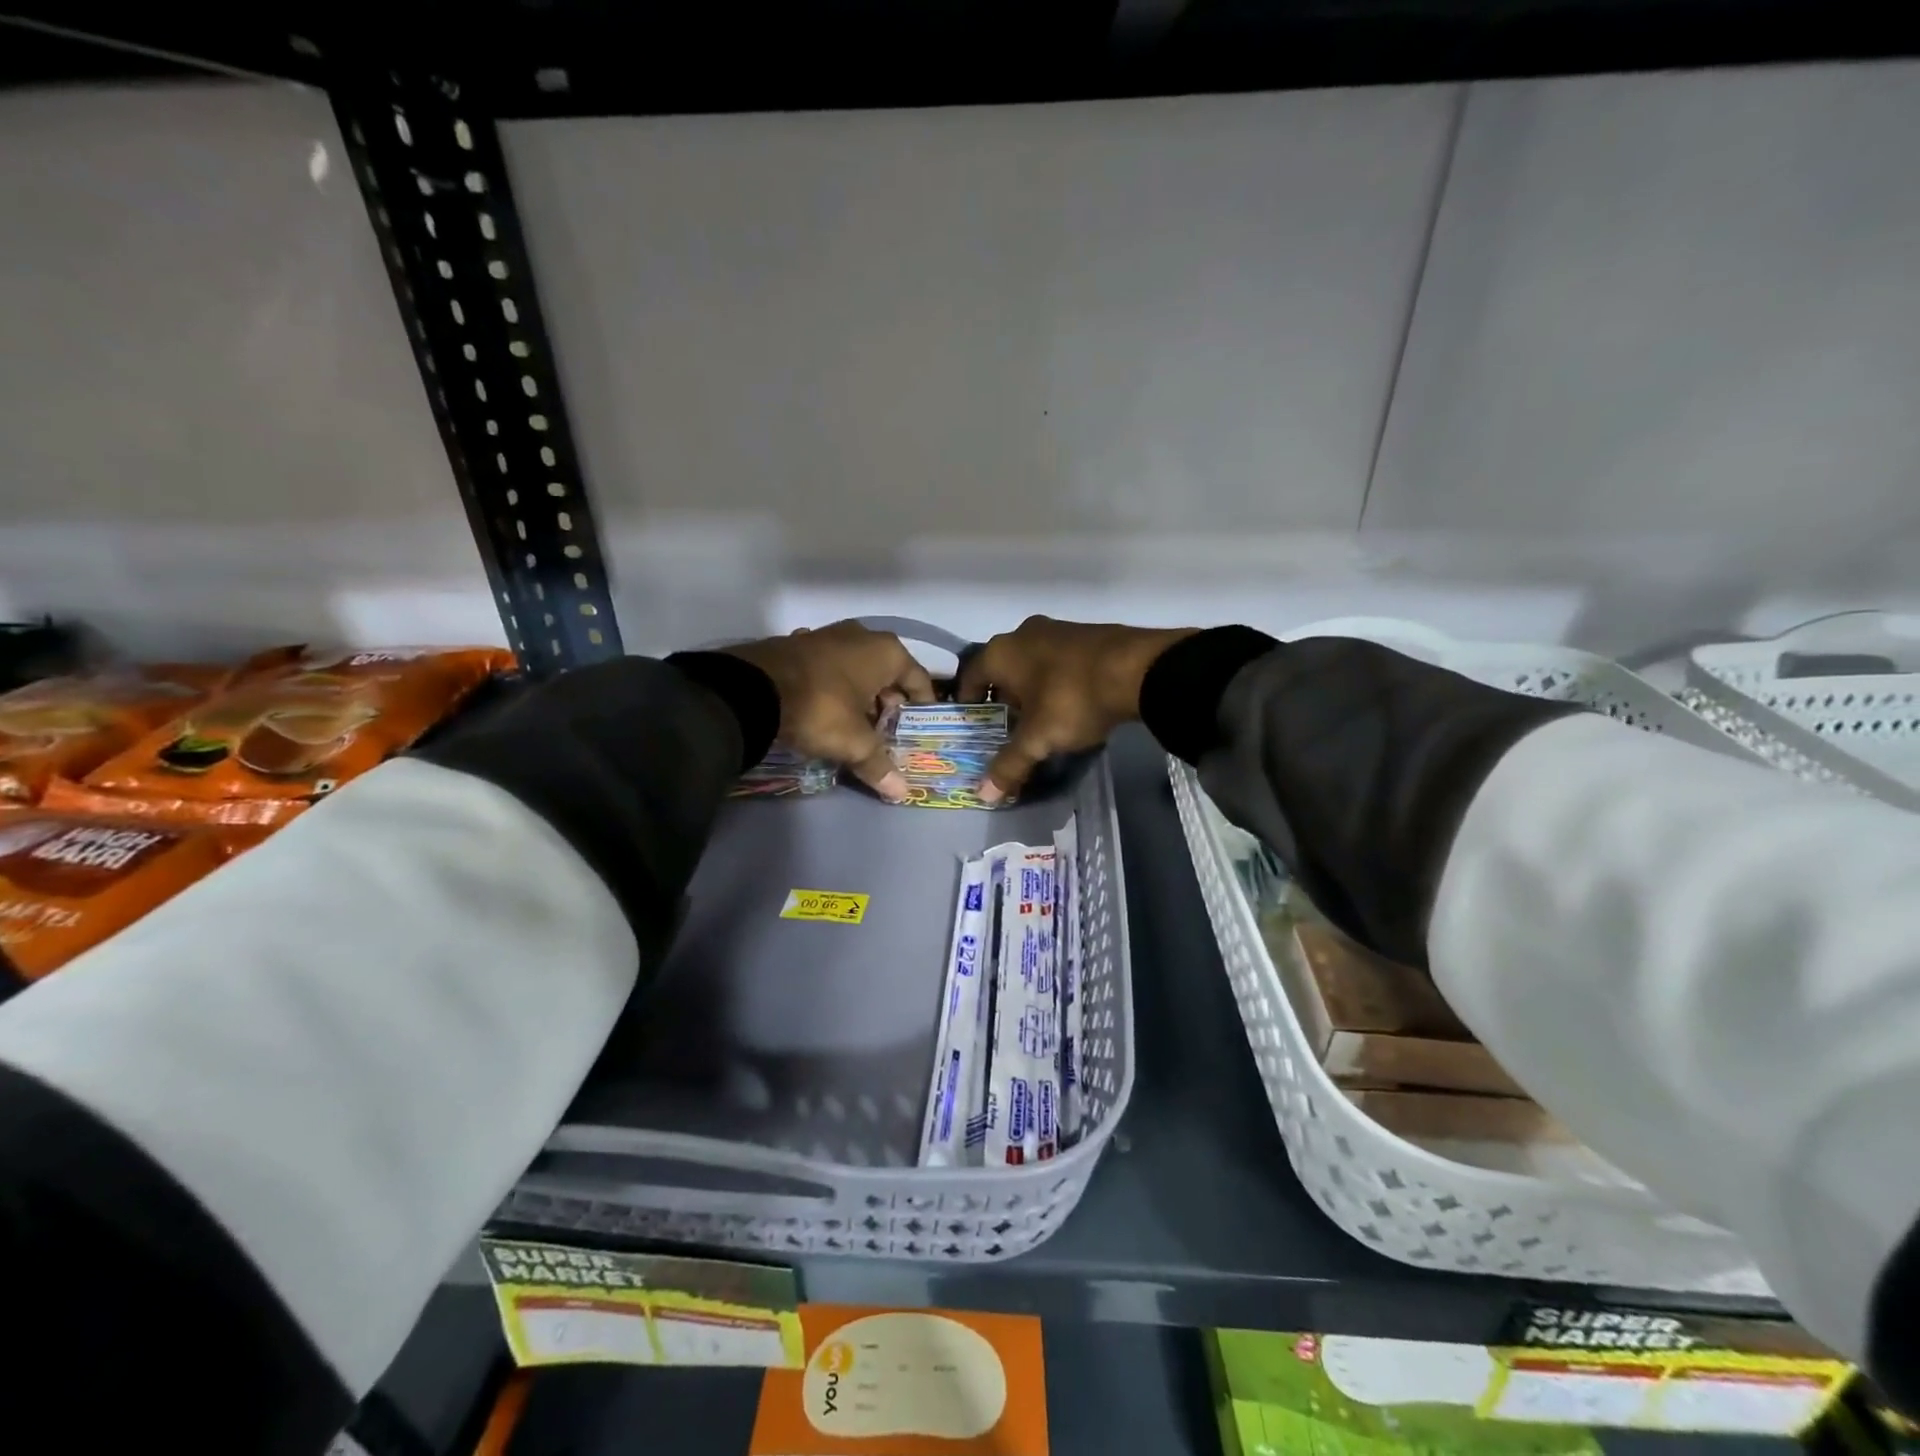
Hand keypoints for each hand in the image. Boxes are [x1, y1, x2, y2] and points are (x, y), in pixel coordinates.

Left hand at [725, 621, 935, 801]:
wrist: (752, 688)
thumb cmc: (820, 709)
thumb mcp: (853, 742)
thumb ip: (879, 765)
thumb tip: (902, 794)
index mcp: (886, 652)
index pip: (918, 679)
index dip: (922, 705)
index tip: (918, 727)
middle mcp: (861, 635)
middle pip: (887, 672)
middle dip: (888, 701)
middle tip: (884, 731)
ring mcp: (827, 634)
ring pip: (856, 667)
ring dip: (859, 692)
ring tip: (854, 723)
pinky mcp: (798, 642)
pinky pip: (828, 666)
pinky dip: (832, 684)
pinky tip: (823, 707)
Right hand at [956, 616, 1196, 802]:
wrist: (1138, 668)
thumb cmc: (1072, 699)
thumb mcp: (1038, 738)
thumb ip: (1009, 765)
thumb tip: (983, 795)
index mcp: (1001, 652)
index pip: (970, 676)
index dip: (968, 702)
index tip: (974, 725)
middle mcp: (1023, 633)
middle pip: (1002, 669)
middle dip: (1003, 698)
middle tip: (1007, 728)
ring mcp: (1058, 629)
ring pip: (1032, 663)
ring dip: (1031, 689)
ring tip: (1040, 719)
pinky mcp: (1087, 634)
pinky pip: (1060, 660)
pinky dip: (1057, 680)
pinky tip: (1070, 703)